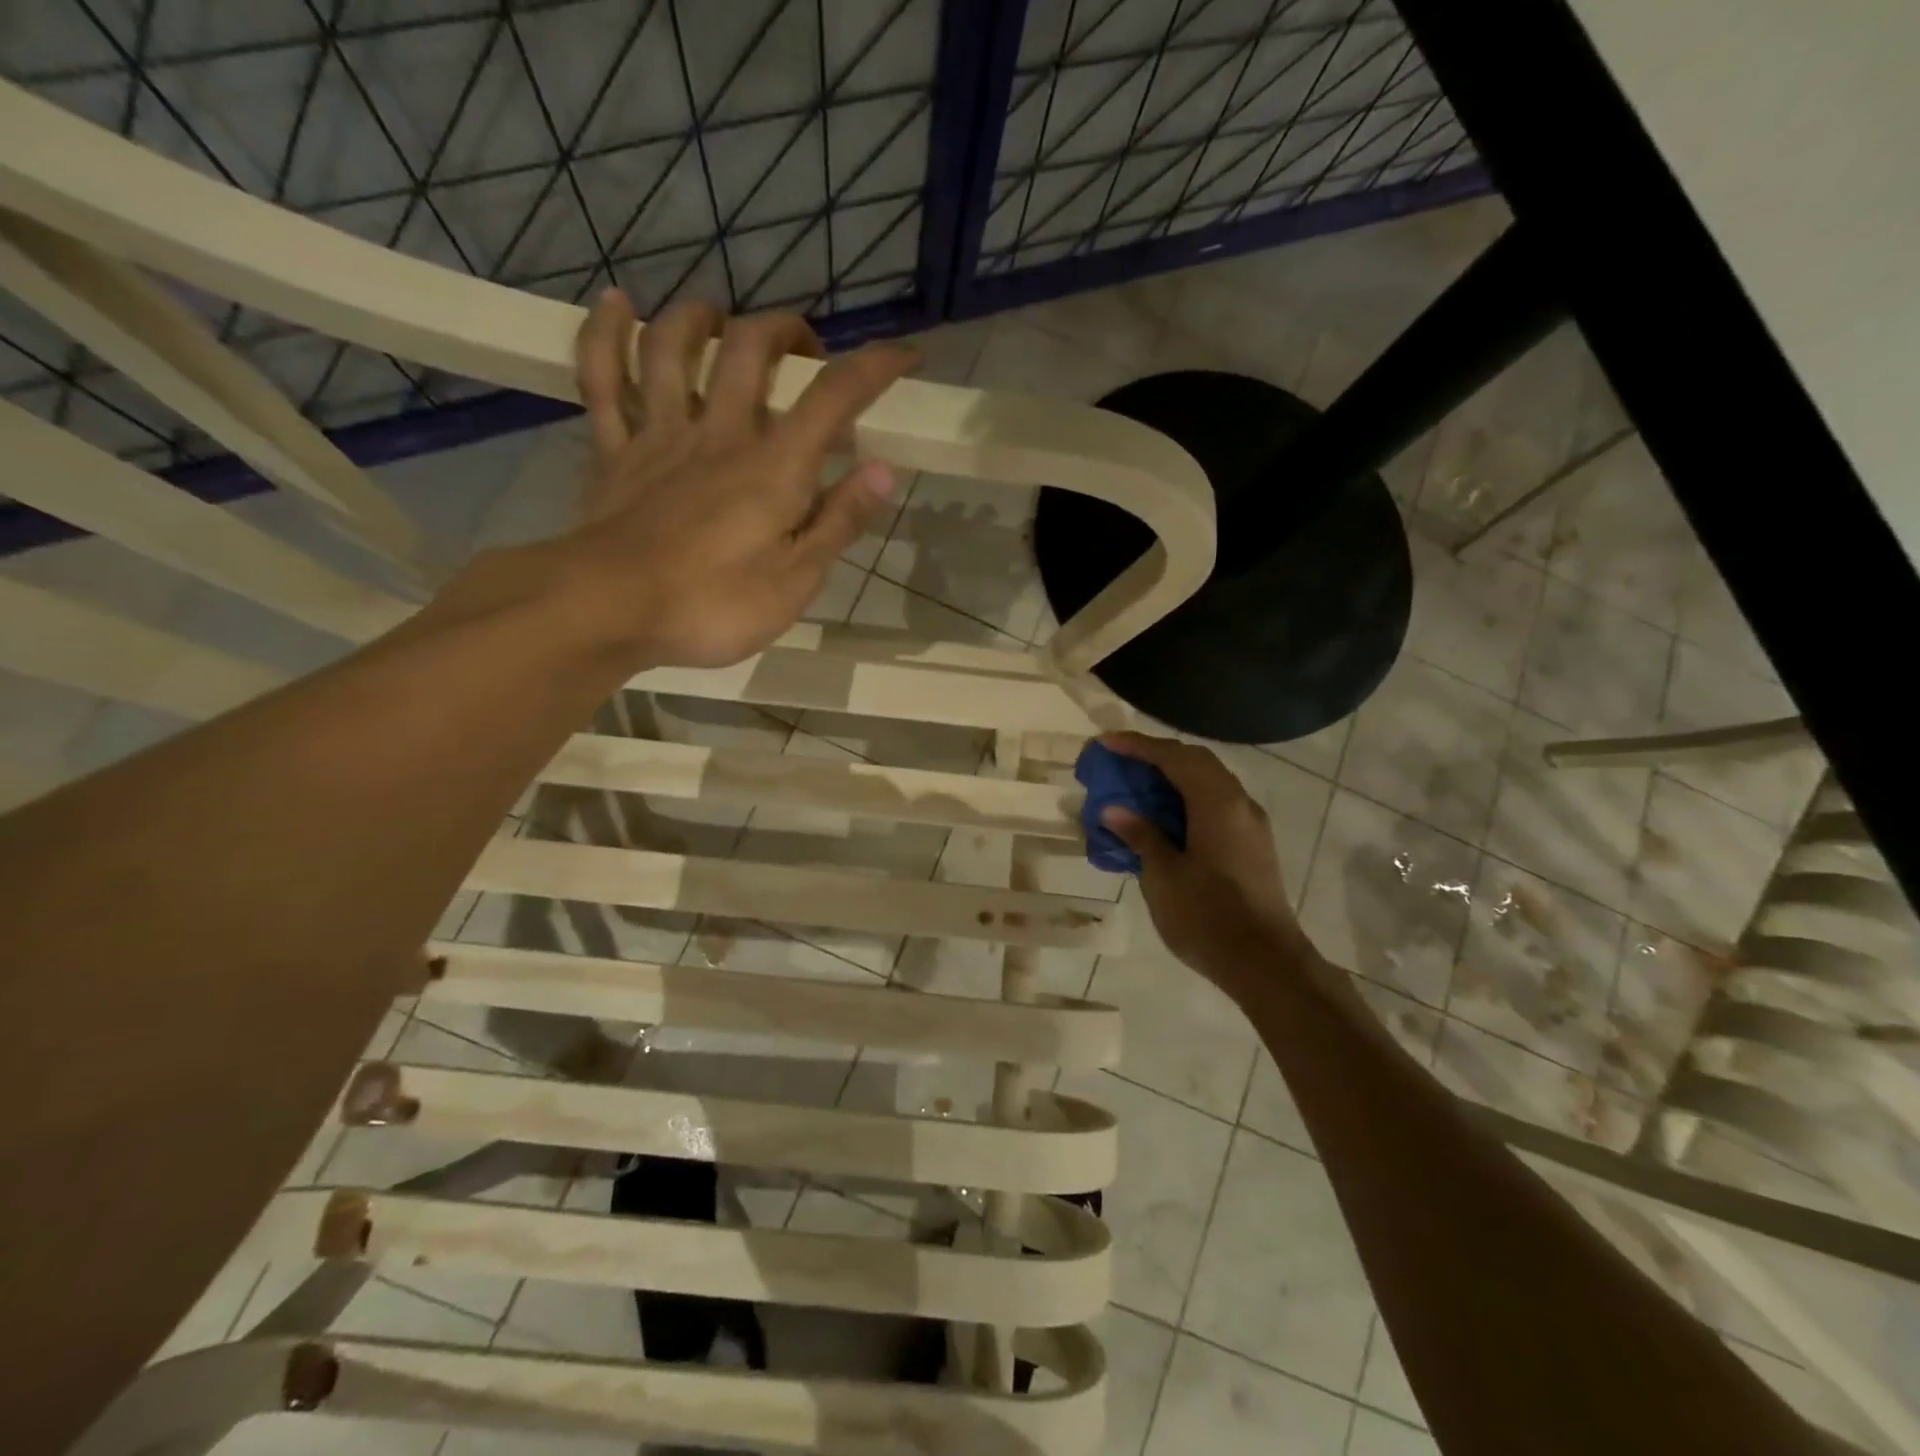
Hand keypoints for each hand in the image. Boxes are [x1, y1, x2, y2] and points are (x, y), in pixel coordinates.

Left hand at [560, 290, 916, 667]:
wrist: (609, 611)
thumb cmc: (714, 605)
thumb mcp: (796, 580)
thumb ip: (839, 522)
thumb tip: (884, 471)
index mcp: (774, 466)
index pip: (834, 397)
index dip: (875, 367)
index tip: (906, 354)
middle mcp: (720, 432)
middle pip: (750, 348)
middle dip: (786, 331)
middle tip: (806, 351)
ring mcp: (660, 435)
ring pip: (673, 347)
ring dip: (700, 318)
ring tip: (721, 319)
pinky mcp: (614, 452)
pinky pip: (602, 378)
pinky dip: (605, 334)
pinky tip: (616, 304)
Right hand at [1098, 732, 1312, 995]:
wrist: (1265, 964)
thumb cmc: (1207, 916)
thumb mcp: (1163, 875)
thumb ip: (1141, 835)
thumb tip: (1116, 809)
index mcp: (1217, 803)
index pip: (1174, 757)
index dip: (1138, 746)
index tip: (1106, 743)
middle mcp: (1239, 804)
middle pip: (1196, 762)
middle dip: (1157, 756)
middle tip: (1121, 761)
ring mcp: (1250, 825)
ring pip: (1209, 783)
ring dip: (1173, 777)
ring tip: (1138, 786)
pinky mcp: (1252, 846)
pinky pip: (1216, 805)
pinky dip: (1188, 799)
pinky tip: (1165, 818)